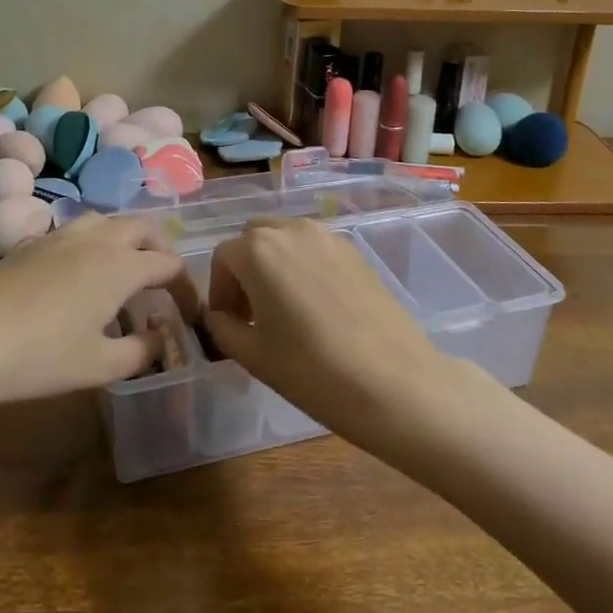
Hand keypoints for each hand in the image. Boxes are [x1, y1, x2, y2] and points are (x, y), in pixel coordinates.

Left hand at [0, 213, 202, 415]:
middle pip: (143, 227)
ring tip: (122, 268)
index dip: (185, 287)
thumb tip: (159, 340)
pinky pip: (77, 230)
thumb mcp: (99, 365)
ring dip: (125, 238)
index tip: (187, 313)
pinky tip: (78, 273)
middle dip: (160, 248)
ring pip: (107, 220)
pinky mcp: (33, 243)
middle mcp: (98, 239)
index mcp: (121, 265)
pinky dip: (93, 242)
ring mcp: (62, 236)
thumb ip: (140, 352)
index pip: (168, 264)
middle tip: (162, 279)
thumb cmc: (41, 356)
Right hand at [202, 217, 458, 449]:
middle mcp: (292, 230)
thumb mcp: (253, 355)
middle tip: (253, 312)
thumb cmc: (312, 370)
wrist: (393, 382)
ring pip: (287, 238)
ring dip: (275, 263)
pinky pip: (316, 249)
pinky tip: (318, 308)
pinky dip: (305, 266)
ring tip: (285, 309)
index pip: (223, 257)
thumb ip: (223, 328)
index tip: (228, 322)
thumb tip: (218, 316)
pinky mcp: (356, 252)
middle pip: (254, 238)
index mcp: (258, 250)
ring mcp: (328, 237)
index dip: (219, 290)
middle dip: (245, 269)